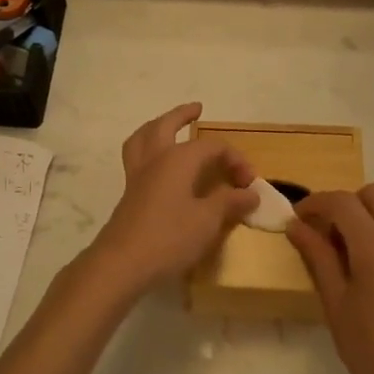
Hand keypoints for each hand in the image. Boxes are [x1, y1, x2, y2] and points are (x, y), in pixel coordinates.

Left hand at [87, 103, 258, 293]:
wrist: (122, 263)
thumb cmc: (169, 238)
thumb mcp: (208, 221)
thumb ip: (229, 203)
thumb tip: (250, 193)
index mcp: (177, 159)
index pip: (212, 147)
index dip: (234, 159)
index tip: (249, 183)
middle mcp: (155, 160)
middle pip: (165, 126)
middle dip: (182, 115)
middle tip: (196, 109)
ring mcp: (137, 176)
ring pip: (142, 138)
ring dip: (156, 126)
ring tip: (167, 126)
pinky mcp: (128, 195)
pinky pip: (136, 158)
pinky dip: (147, 149)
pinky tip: (157, 164)